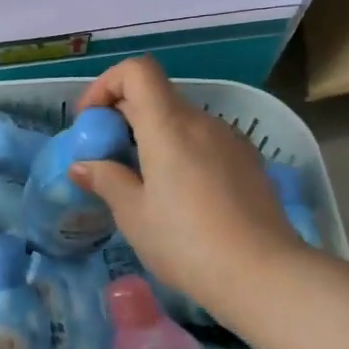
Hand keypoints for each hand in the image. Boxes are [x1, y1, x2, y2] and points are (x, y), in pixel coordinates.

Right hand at [69, 56, 303, 309]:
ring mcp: (230, 140)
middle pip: (156, 95)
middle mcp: (202, 121)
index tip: (92, 121)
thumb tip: (82, 165)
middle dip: (124, 116)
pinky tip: (180, 195)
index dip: (107, 84)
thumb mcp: (134, 215)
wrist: (266, 277)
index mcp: (168, 125)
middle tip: (107, 157)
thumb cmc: (187, 243)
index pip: (137, 71)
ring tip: (143, 180)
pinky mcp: (249, 162)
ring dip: (153, 135)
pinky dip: (181, 151)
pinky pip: (204, 141)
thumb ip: (106, 180)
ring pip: (181, 120)